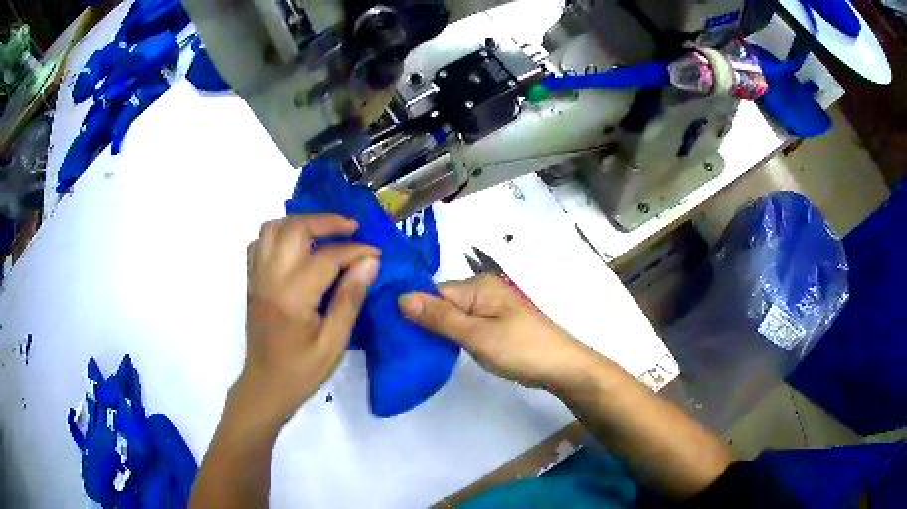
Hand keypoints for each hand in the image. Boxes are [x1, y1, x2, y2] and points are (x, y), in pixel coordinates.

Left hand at [232, 214, 379, 429]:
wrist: (265, 386)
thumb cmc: (302, 371)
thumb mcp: (334, 343)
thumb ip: (350, 299)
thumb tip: (370, 262)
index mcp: (293, 297)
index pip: (327, 257)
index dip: (355, 250)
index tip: (376, 252)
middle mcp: (270, 278)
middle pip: (295, 228)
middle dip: (326, 222)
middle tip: (351, 228)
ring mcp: (257, 277)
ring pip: (273, 228)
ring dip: (300, 223)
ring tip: (323, 232)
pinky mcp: (251, 280)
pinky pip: (260, 243)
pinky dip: (280, 235)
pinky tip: (296, 247)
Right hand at [399, 275, 597, 389]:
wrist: (561, 367)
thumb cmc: (520, 349)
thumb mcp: (477, 335)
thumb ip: (440, 318)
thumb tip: (401, 297)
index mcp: (478, 286)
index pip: (433, 293)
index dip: (412, 311)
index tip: (390, 331)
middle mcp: (483, 291)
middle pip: (442, 303)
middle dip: (423, 322)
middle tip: (398, 344)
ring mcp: (491, 308)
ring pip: (453, 316)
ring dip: (437, 331)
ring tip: (413, 349)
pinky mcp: (495, 324)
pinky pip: (465, 325)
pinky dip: (452, 336)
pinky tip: (438, 350)